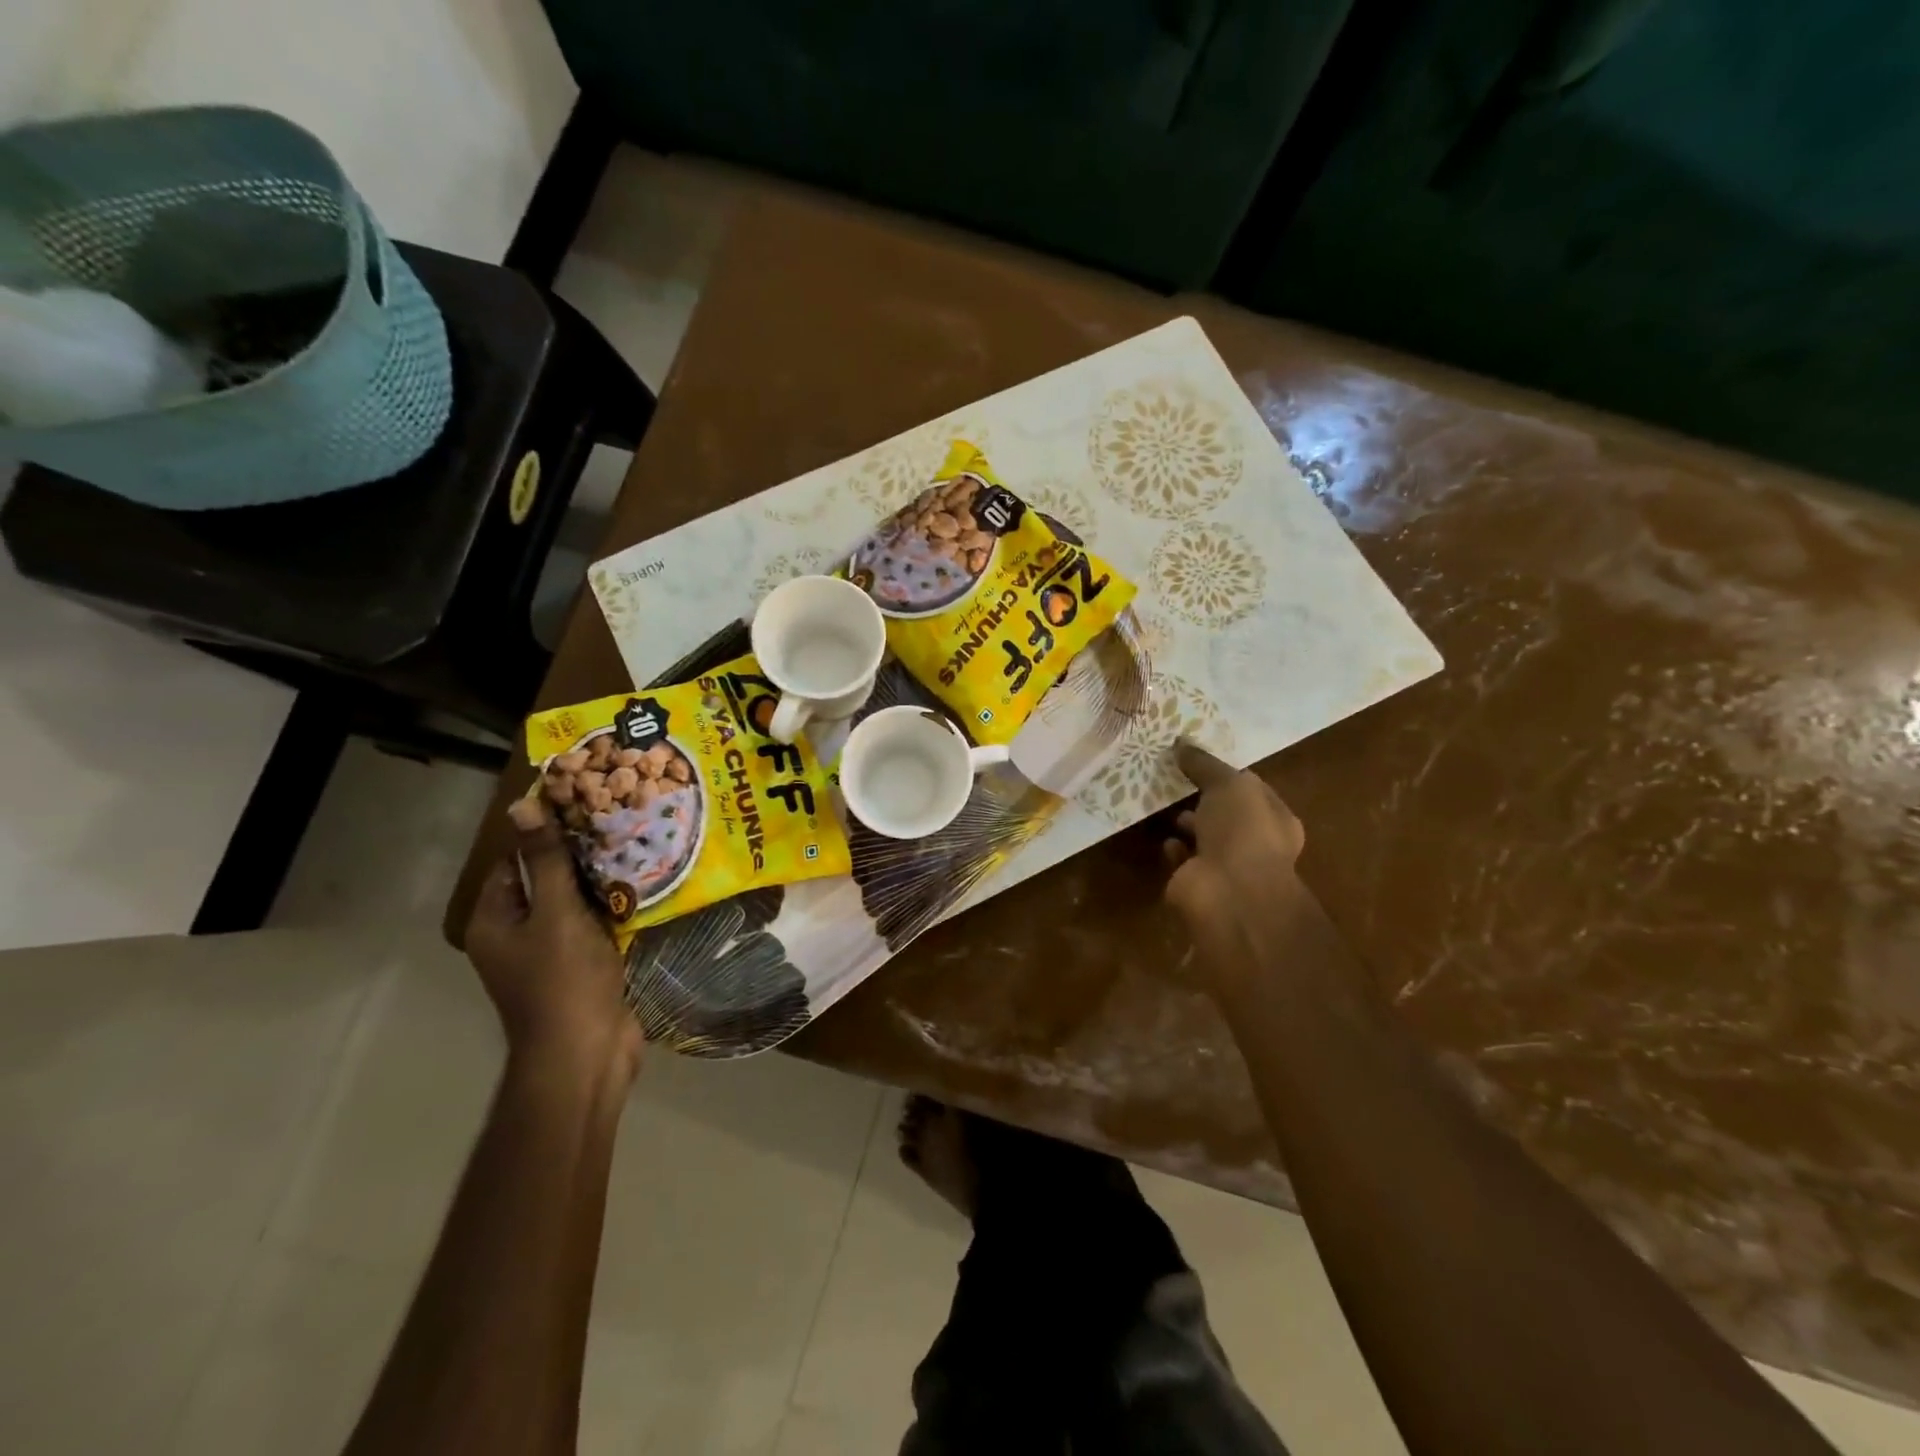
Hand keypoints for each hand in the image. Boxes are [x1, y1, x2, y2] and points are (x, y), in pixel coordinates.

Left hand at [465, 796, 642, 1085]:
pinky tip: (643, 890)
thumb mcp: (556, 912)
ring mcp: (548, 954)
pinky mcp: (579, 968)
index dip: (543, 835)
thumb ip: (545, 861)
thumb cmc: (563, 980)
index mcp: (494, 921)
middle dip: (578, 857)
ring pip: (573, 905)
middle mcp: (514, 935)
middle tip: (619, 825)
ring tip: (637, 849)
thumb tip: (522, 807)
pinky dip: (612, 910)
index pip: (512, 862)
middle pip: (544, 882)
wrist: (586, 1053)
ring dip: (600, 883)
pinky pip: (593, 927)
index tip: (584, 809)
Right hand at [1162, 739, 1310, 981]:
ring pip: (1205, 839)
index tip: (1199, 760)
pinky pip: (1185, 861)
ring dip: (1188, 825)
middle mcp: (1256, 845)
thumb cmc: (1242, 832)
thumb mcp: (1228, 785)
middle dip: (1205, 801)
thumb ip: (1205, 764)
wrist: (1229, 893)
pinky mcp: (1199, 884)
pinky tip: (1164, 839)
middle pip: (1228, 816)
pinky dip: (1174, 850)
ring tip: (1163, 805)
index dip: (1228, 774)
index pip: (1252, 790)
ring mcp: (1228, 868)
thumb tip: (1181, 743)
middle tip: (1176, 780)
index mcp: (1276, 819)